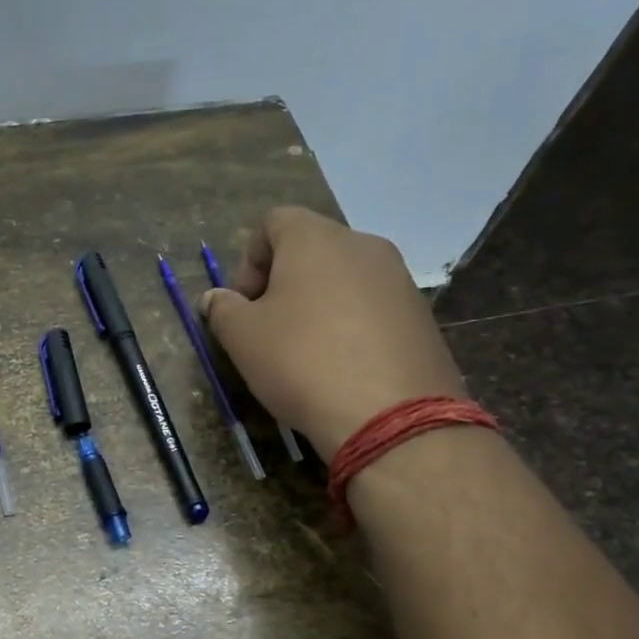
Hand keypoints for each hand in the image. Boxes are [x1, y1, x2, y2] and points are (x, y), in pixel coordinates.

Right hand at [201, 207, 464, 456]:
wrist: (391, 416)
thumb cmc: (302, 362)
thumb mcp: (242, 338)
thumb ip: (223, 309)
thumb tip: (216, 298)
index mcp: (316, 239)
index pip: (274, 222)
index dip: (249, 260)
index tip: (243, 304)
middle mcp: (364, 246)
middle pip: (312, 250)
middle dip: (283, 284)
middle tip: (268, 330)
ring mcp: (400, 280)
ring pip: (345, 280)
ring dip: (318, 306)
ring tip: (306, 354)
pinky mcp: (422, 317)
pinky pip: (373, 309)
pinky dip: (351, 328)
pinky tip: (342, 369)